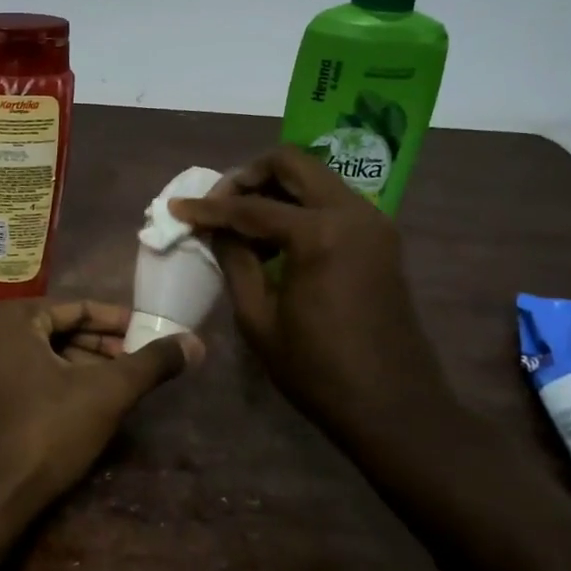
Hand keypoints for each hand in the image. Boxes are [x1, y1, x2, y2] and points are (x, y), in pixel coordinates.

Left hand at [0, 299, 200, 509]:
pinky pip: (24, 372)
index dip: (118, 322)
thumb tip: (196, 343)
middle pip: (57, 329)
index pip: (75, 308)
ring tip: (122, 382)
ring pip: (42, 353)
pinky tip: (88, 401)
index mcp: (9, 317)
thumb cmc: (46, 432)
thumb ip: (151, 364)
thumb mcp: (106, 393)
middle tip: (140, 359)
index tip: (150, 331)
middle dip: (101, 346)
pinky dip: (57, 380)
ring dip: (82, 365)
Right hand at [167, 147, 453, 439]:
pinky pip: (331, 201)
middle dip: (247, 176)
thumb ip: (234, 261)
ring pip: (314, 177)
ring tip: (242, 224)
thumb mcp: (259, 319)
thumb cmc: (318, 370)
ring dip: (275, 189)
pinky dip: (299, 206)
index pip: (250, 207)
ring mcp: (372, 222)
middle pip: (291, 164)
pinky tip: (275, 239)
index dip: (208, 208)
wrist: (394, 406)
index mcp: (320, 234)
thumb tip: (215, 228)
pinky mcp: (380, 237)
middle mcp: (352, 212)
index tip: (176, 208)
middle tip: (218, 204)